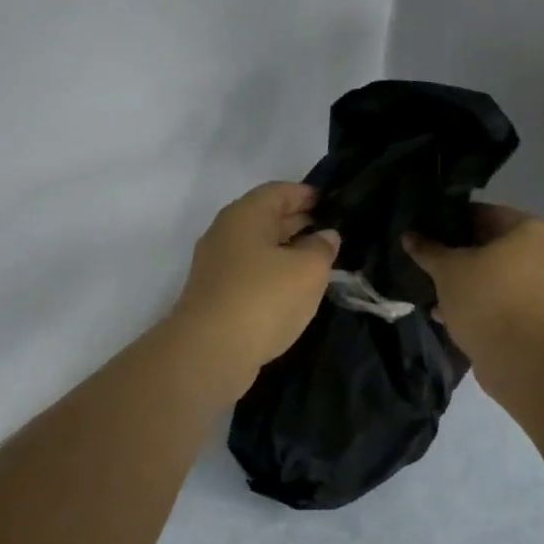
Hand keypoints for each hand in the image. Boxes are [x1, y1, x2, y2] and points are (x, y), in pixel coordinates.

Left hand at [170, 182, 339, 388]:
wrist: (209, 352)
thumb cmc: (263, 298)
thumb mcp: (308, 269)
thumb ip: (322, 247)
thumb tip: (325, 236)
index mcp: (245, 214)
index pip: (280, 191)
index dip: (308, 194)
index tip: (334, 203)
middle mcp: (226, 232)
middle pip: (267, 217)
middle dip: (300, 222)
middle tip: (333, 233)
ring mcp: (217, 265)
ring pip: (259, 247)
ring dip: (288, 251)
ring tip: (320, 262)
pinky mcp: (215, 295)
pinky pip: (251, 273)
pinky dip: (274, 274)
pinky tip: (294, 290)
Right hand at [404, 204, 543, 365]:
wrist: (518, 358)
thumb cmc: (484, 298)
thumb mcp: (447, 270)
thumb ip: (428, 250)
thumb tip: (408, 235)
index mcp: (530, 230)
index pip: (484, 213)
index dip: (453, 221)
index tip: (429, 231)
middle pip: (492, 244)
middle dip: (460, 253)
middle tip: (431, 259)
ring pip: (497, 273)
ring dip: (468, 279)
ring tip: (435, 288)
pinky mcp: (539, 313)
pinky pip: (504, 296)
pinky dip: (481, 300)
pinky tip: (448, 312)